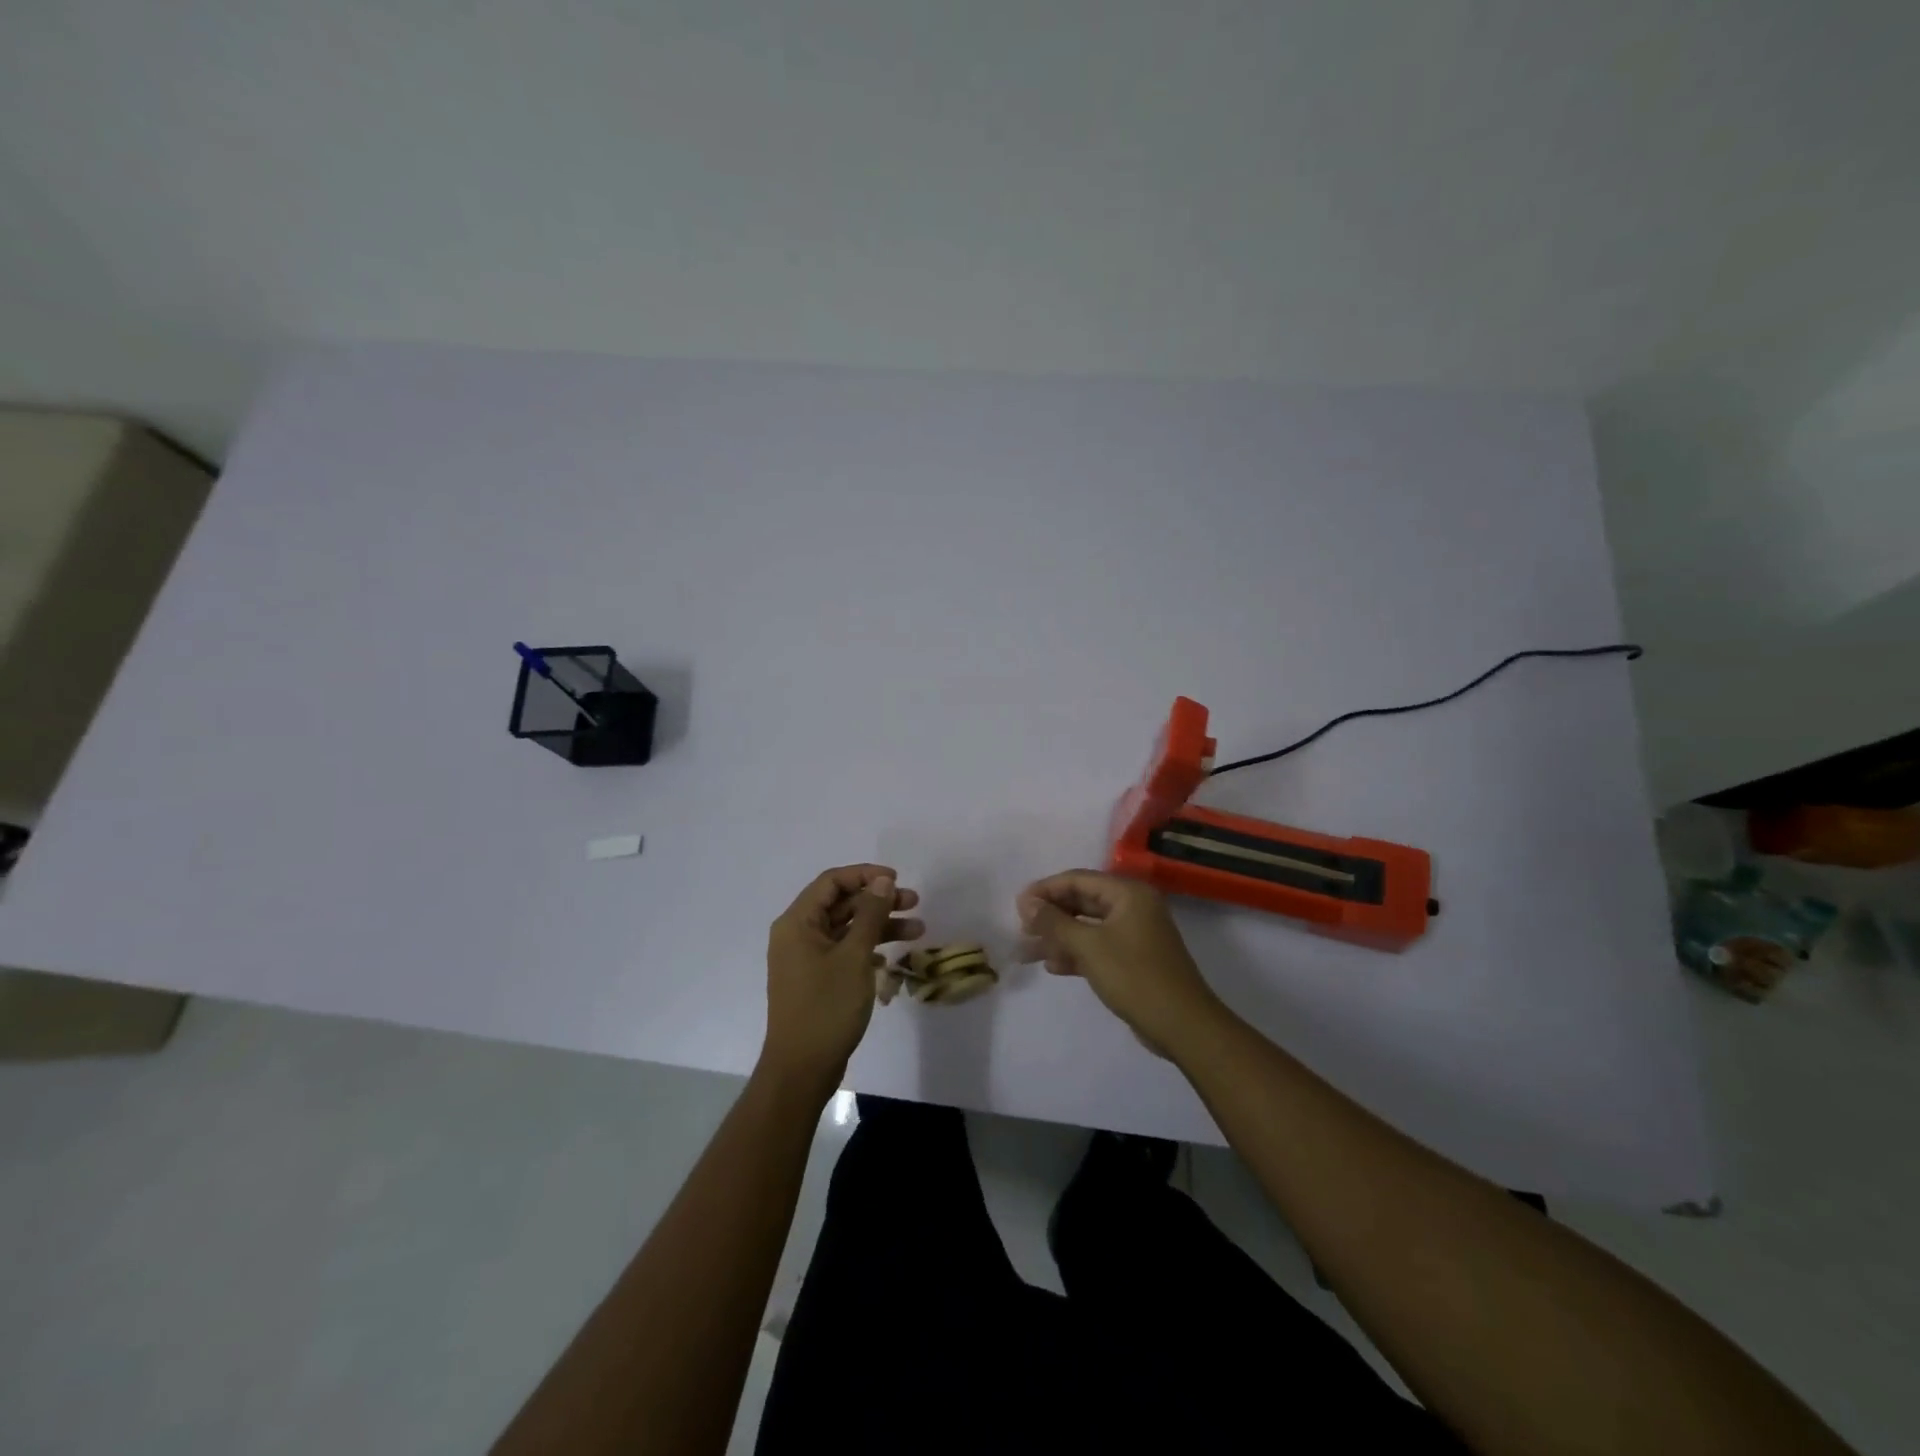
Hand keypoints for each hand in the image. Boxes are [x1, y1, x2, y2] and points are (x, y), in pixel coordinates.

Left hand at [761, 864, 922, 1087]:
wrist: (802, 1069)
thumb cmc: (826, 1007)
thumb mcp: (854, 956)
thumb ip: (870, 915)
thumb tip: (882, 881)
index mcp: (797, 922)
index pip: (832, 882)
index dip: (865, 875)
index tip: (897, 880)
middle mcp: (798, 934)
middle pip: (841, 903)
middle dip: (878, 901)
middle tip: (914, 902)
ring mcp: (806, 959)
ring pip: (847, 928)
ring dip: (880, 926)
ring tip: (918, 930)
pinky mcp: (816, 979)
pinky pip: (844, 951)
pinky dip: (868, 949)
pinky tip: (892, 959)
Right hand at [1017, 870, 1222, 1053]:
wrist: (1182, 1025)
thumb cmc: (1134, 976)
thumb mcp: (1089, 946)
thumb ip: (1054, 922)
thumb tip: (1026, 903)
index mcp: (1128, 893)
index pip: (1078, 879)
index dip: (1045, 890)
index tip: (1017, 907)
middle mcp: (1132, 907)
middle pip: (1082, 902)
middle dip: (1050, 916)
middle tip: (1021, 930)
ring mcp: (1134, 934)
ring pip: (1087, 927)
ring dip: (1059, 938)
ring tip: (1027, 953)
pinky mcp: (1133, 959)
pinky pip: (1098, 947)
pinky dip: (1075, 954)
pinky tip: (1052, 966)